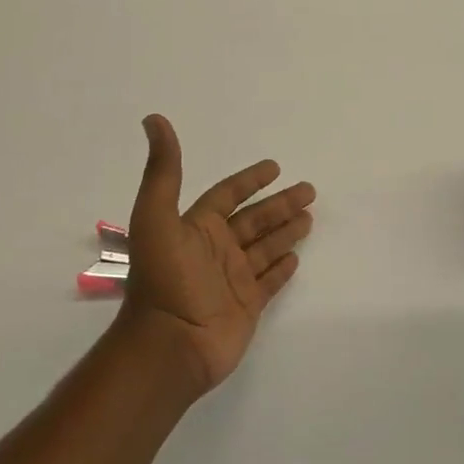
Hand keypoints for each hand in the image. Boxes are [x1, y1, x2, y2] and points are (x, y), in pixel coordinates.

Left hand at [121, 114, 315, 395]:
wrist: (169, 345)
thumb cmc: (164, 279)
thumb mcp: (157, 216)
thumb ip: (163, 170)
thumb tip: (153, 119)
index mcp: (196, 227)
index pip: (228, 195)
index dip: (249, 180)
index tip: (274, 167)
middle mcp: (216, 250)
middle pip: (255, 219)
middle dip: (281, 204)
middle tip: (310, 190)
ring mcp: (232, 280)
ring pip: (266, 247)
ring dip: (286, 231)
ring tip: (310, 216)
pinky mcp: (246, 307)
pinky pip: (269, 282)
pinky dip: (281, 269)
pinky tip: (296, 257)